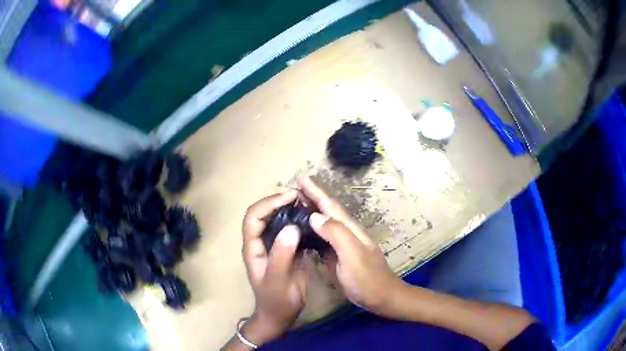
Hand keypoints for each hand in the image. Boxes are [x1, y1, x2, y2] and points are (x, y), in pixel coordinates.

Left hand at [240, 191, 311, 345]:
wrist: (280, 316)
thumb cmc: (275, 300)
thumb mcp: (277, 280)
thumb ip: (281, 255)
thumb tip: (291, 227)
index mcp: (253, 247)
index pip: (254, 216)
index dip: (269, 203)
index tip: (290, 197)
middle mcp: (261, 242)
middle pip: (264, 214)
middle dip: (280, 201)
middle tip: (302, 198)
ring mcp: (275, 246)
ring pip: (278, 220)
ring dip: (290, 210)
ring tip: (308, 204)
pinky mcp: (287, 251)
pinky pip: (291, 231)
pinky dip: (300, 222)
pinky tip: (313, 220)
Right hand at [297, 177, 404, 314]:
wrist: (380, 297)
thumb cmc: (367, 278)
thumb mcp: (353, 255)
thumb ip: (336, 234)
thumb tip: (314, 216)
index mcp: (349, 229)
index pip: (330, 205)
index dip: (316, 191)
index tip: (300, 178)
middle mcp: (345, 233)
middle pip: (326, 211)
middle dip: (311, 198)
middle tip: (292, 190)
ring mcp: (342, 245)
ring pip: (323, 224)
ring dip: (310, 212)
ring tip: (294, 206)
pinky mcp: (338, 256)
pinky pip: (322, 239)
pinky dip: (311, 231)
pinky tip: (302, 232)